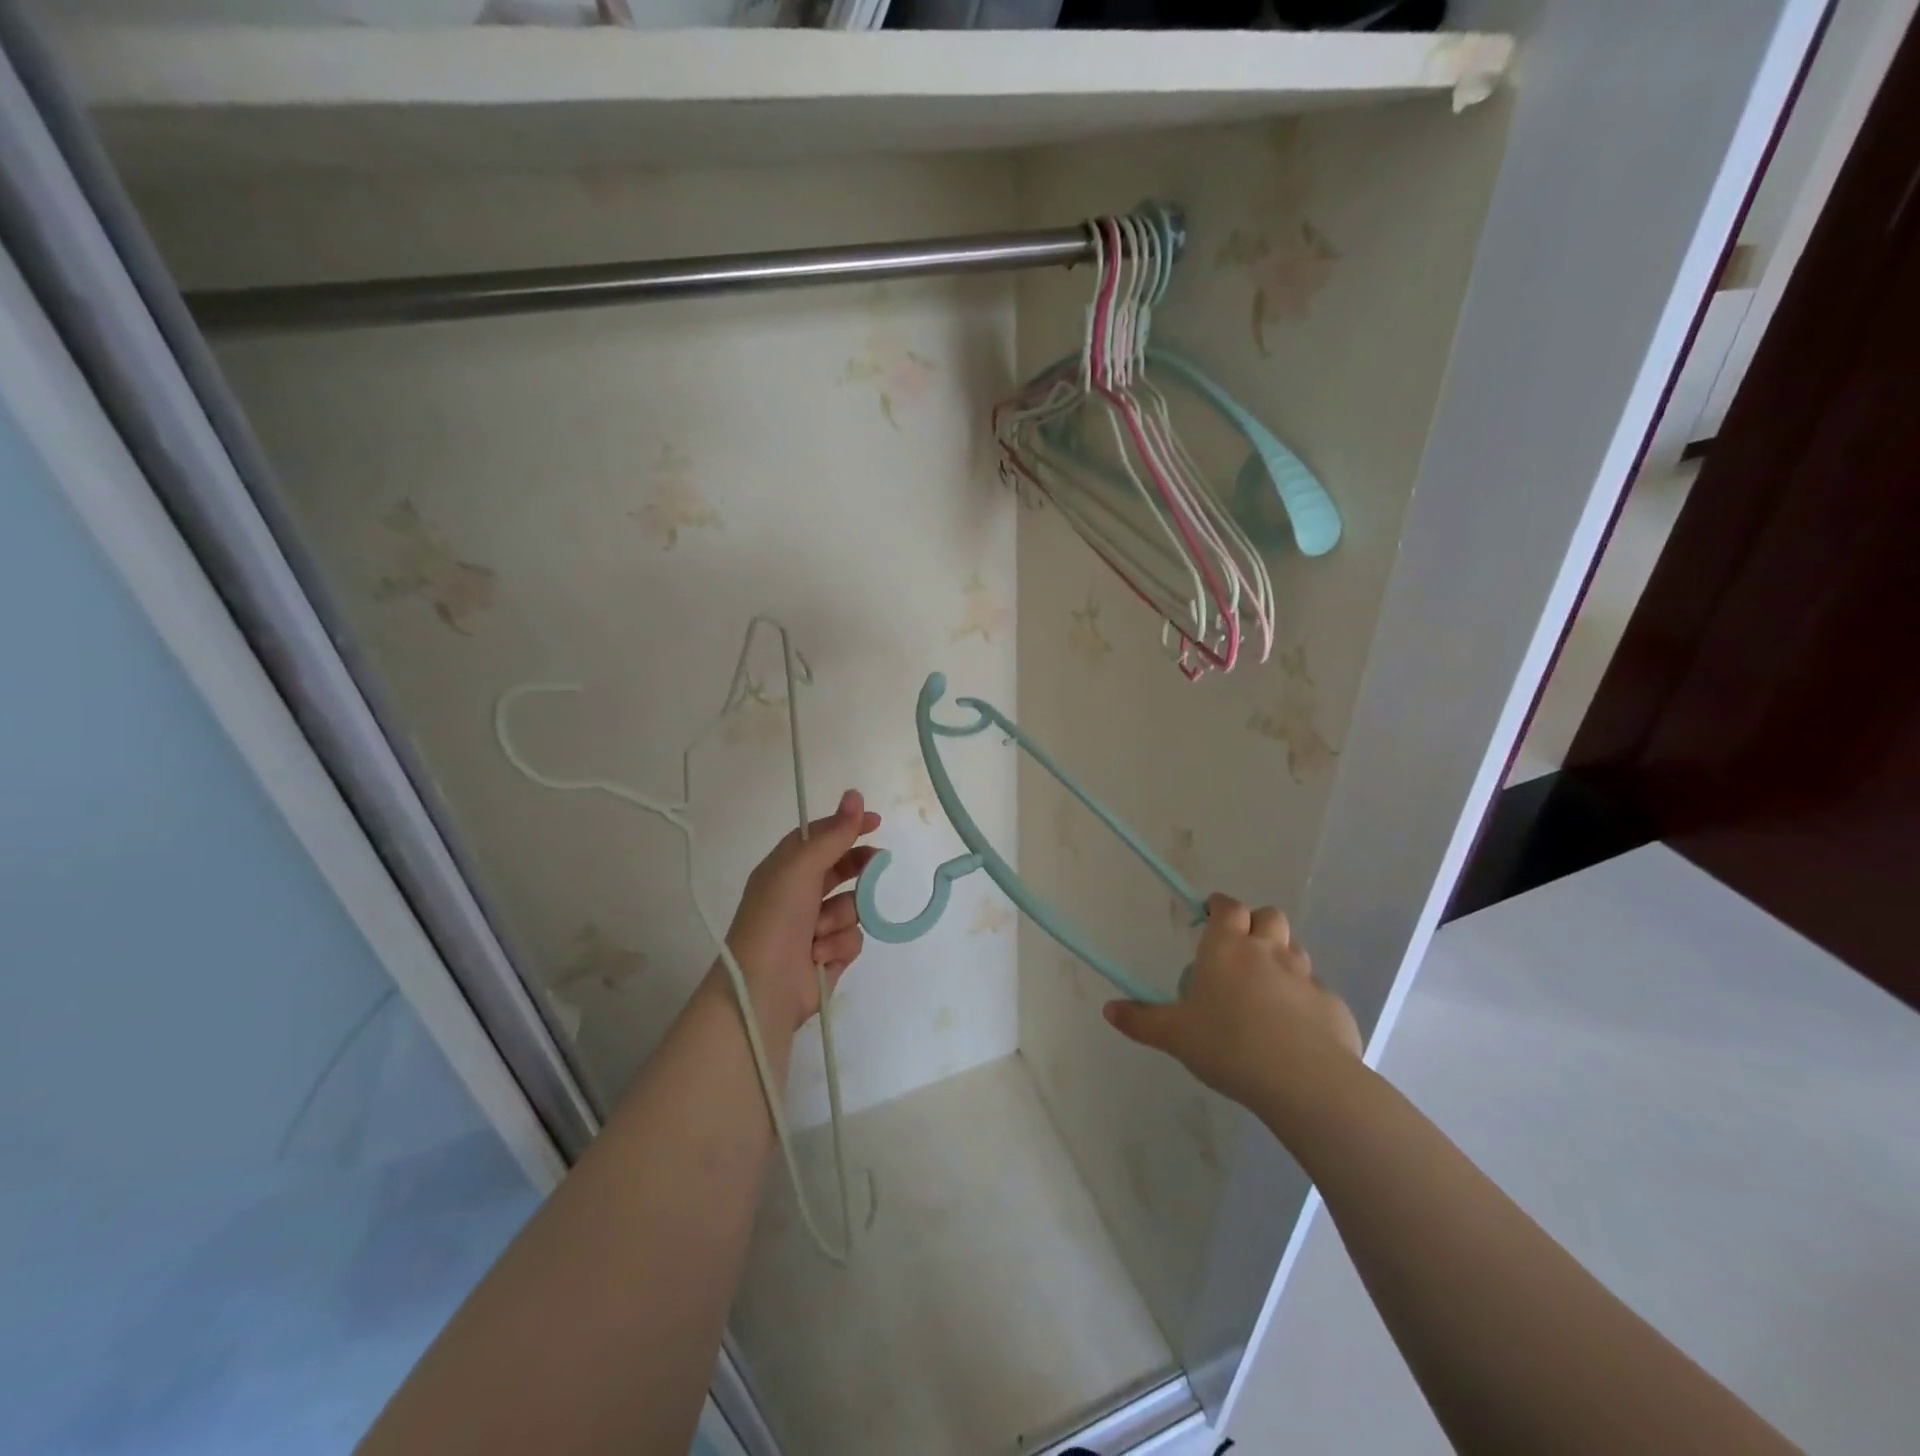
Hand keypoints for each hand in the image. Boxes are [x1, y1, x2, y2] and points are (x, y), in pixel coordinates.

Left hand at [724, 789, 881, 1032]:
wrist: (764, 988)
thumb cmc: (776, 919)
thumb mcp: (801, 868)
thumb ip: (833, 834)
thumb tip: (855, 795)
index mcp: (784, 868)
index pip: (819, 837)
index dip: (846, 826)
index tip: (875, 821)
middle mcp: (798, 894)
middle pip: (840, 869)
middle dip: (857, 868)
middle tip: (877, 862)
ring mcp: (814, 926)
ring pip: (851, 906)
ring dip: (840, 917)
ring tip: (818, 933)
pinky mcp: (828, 954)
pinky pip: (852, 936)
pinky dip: (839, 944)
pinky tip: (821, 955)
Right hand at [1104, 894, 1360, 1122]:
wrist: (1305, 1081)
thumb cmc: (1229, 1045)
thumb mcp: (1175, 1036)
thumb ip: (1141, 1021)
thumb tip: (1109, 1010)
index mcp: (1227, 948)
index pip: (1227, 907)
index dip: (1219, 907)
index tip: (1209, 916)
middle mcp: (1268, 952)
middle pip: (1268, 916)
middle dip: (1255, 924)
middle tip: (1239, 950)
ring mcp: (1305, 977)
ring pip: (1295, 949)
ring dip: (1281, 956)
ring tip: (1264, 988)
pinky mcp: (1332, 1005)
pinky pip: (1315, 990)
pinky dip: (1303, 998)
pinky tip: (1294, 1029)